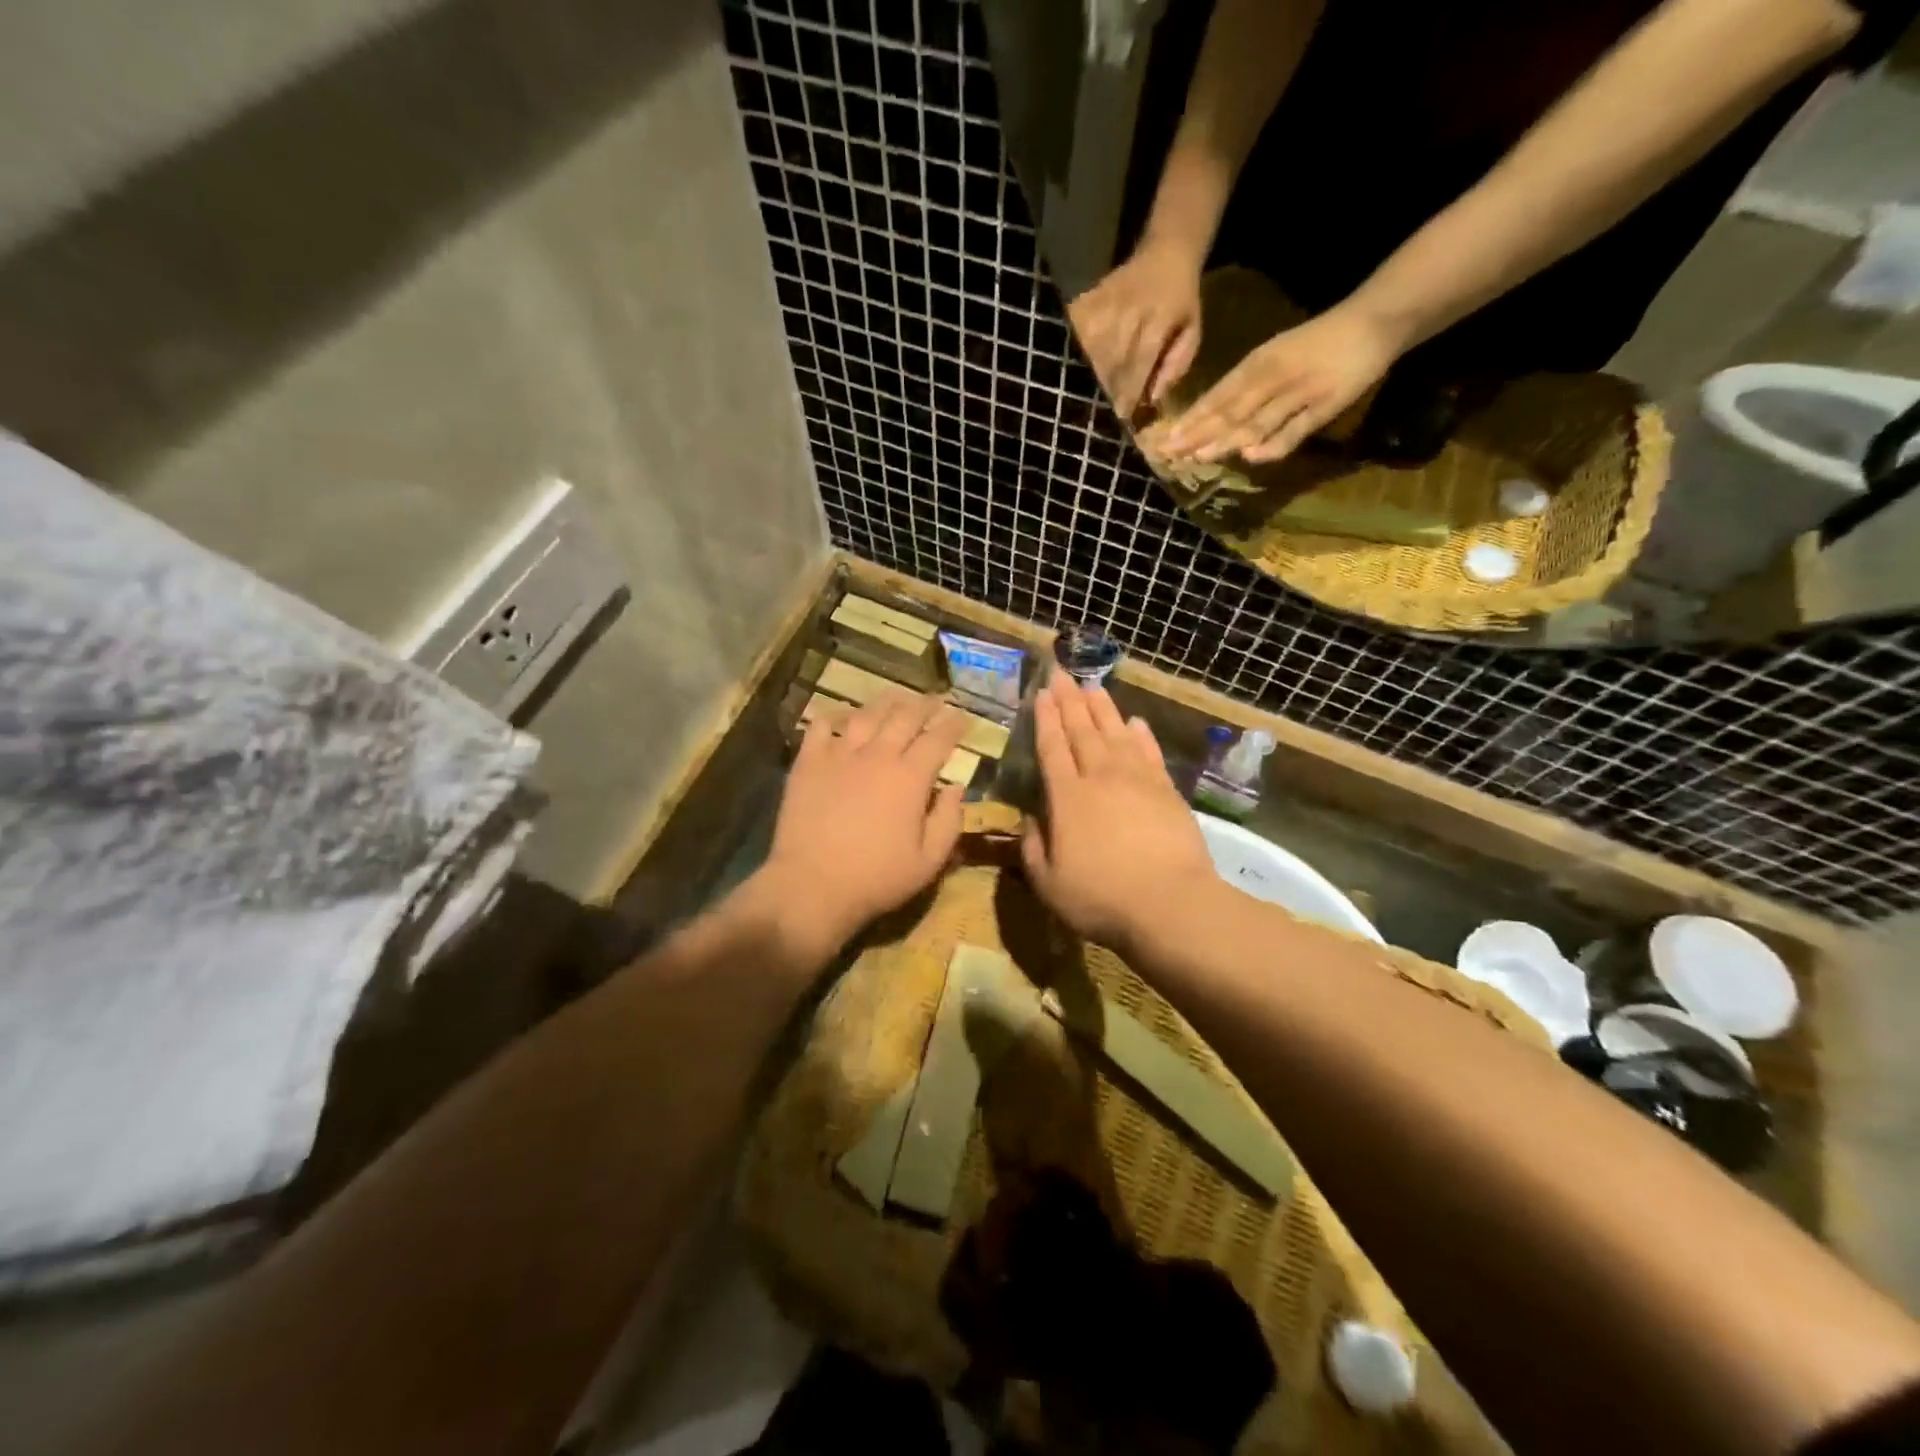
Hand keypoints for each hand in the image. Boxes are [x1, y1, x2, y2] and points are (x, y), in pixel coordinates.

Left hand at [751, 692, 968, 960]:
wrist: (812, 885)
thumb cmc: (876, 878)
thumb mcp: (929, 861)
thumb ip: (949, 821)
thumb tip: (956, 788)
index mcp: (910, 777)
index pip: (938, 739)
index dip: (954, 724)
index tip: (963, 717)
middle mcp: (877, 755)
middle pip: (905, 716)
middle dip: (925, 705)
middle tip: (936, 700)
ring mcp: (839, 755)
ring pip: (867, 714)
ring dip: (886, 702)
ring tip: (897, 698)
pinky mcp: (809, 762)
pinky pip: (822, 726)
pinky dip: (834, 714)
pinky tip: (842, 714)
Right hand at [1020, 680, 1220, 952]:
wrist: (1169, 904)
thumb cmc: (1101, 898)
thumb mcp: (1049, 883)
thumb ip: (1033, 848)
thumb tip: (1030, 820)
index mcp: (1067, 798)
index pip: (1052, 748)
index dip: (1045, 719)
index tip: (1041, 693)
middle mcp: (1100, 778)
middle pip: (1082, 731)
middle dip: (1070, 701)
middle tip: (1062, 674)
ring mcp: (1137, 781)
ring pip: (1116, 734)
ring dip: (1103, 709)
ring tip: (1093, 687)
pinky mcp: (1166, 791)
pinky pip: (1149, 752)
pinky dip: (1141, 734)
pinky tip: (1135, 722)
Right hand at [1068, 241, 1204, 419]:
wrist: (1166, 251)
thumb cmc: (1182, 300)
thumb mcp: (1192, 331)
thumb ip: (1176, 365)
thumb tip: (1153, 398)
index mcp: (1159, 318)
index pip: (1139, 362)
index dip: (1129, 391)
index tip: (1122, 414)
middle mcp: (1129, 310)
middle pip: (1112, 361)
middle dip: (1110, 388)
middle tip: (1109, 408)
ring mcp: (1106, 303)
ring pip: (1093, 352)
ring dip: (1094, 375)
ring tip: (1098, 390)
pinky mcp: (1089, 299)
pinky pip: (1079, 336)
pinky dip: (1082, 354)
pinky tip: (1085, 365)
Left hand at [1160, 300, 1400, 465]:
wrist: (1374, 320)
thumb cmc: (1315, 343)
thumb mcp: (1274, 358)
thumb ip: (1245, 389)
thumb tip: (1210, 422)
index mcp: (1258, 362)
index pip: (1217, 395)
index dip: (1191, 419)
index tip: (1164, 440)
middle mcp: (1274, 376)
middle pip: (1230, 410)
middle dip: (1198, 433)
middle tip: (1170, 454)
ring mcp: (1300, 391)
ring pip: (1258, 419)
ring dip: (1227, 440)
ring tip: (1199, 457)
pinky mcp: (1327, 404)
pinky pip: (1297, 428)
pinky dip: (1275, 443)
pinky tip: (1251, 455)